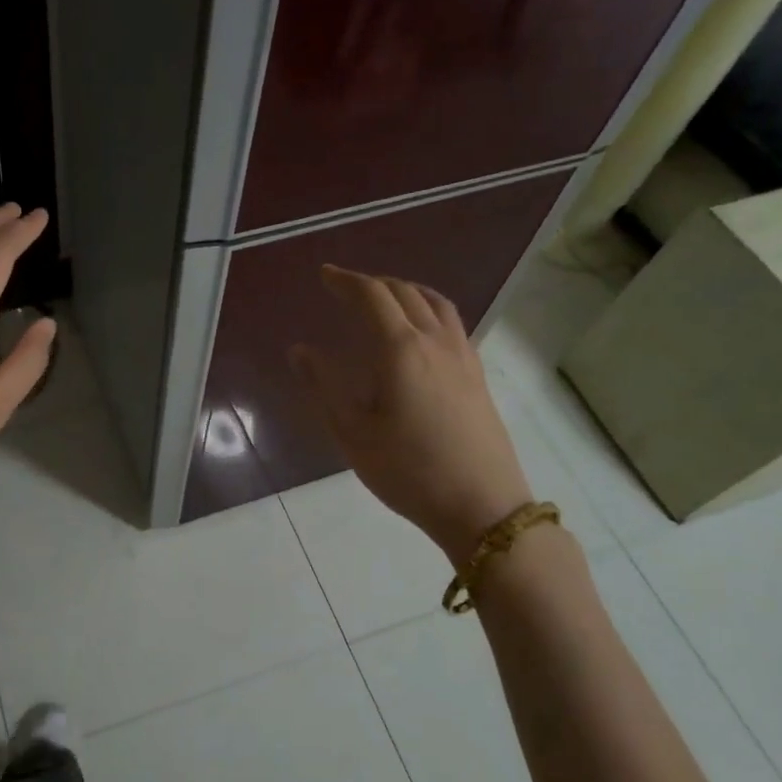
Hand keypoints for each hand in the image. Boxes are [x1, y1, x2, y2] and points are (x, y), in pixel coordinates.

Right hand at [291, 266, 533, 556]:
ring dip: (404, 290)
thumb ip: (324, 386)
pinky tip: (419, 329)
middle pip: (404, 292)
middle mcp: (435, 341)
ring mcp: (462, 355)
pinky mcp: (476, 373)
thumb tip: (300, 350)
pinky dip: (428, 307)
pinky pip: (451, 321)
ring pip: (434, 302)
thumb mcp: (353, 433)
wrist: (481, 506)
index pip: (372, 297)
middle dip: (372, 283)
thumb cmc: (408, 471)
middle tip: (345, 288)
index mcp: (400, 350)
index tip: (325, 275)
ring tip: (383, 297)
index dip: (346, 281)